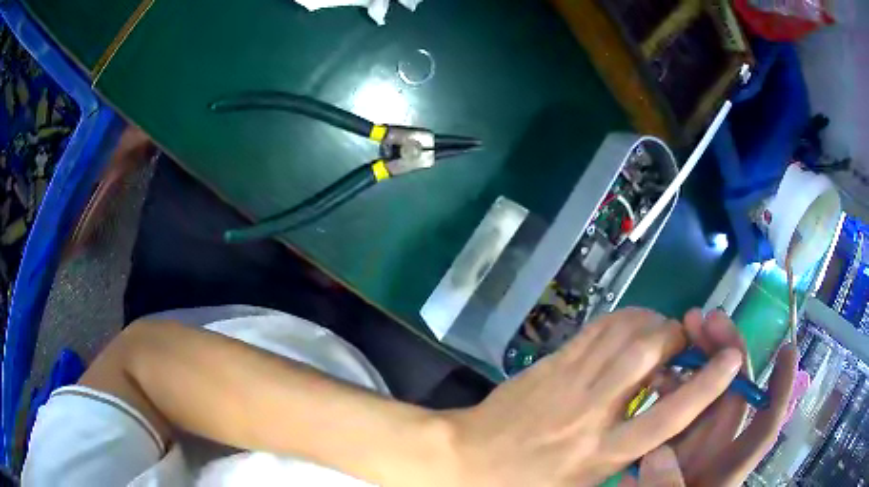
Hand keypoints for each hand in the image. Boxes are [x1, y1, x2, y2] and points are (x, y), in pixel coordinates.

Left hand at [446, 308, 742, 486]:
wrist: (465, 459)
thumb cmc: (526, 484)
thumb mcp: (583, 485)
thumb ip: (627, 459)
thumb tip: (664, 429)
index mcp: (602, 454)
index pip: (668, 417)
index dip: (706, 386)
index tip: (731, 360)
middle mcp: (591, 412)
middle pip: (646, 355)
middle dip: (676, 338)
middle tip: (685, 340)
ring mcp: (568, 381)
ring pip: (622, 333)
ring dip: (652, 322)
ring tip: (661, 331)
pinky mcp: (551, 362)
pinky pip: (596, 329)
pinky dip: (623, 319)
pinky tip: (631, 327)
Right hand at [624, 309, 796, 486]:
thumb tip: (658, 454)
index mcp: (728, 465)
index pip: (764, 424)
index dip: (781, 389)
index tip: (787, 350)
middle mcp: (717, 445)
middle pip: (733, 391)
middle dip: (727, 350)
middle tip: (708, 319)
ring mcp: (692, 441)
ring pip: (705, 390)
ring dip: (697, 358)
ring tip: (682, 329)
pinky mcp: (668, 441)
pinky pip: (675, 405)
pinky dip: (670, 385)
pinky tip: (656, 371)